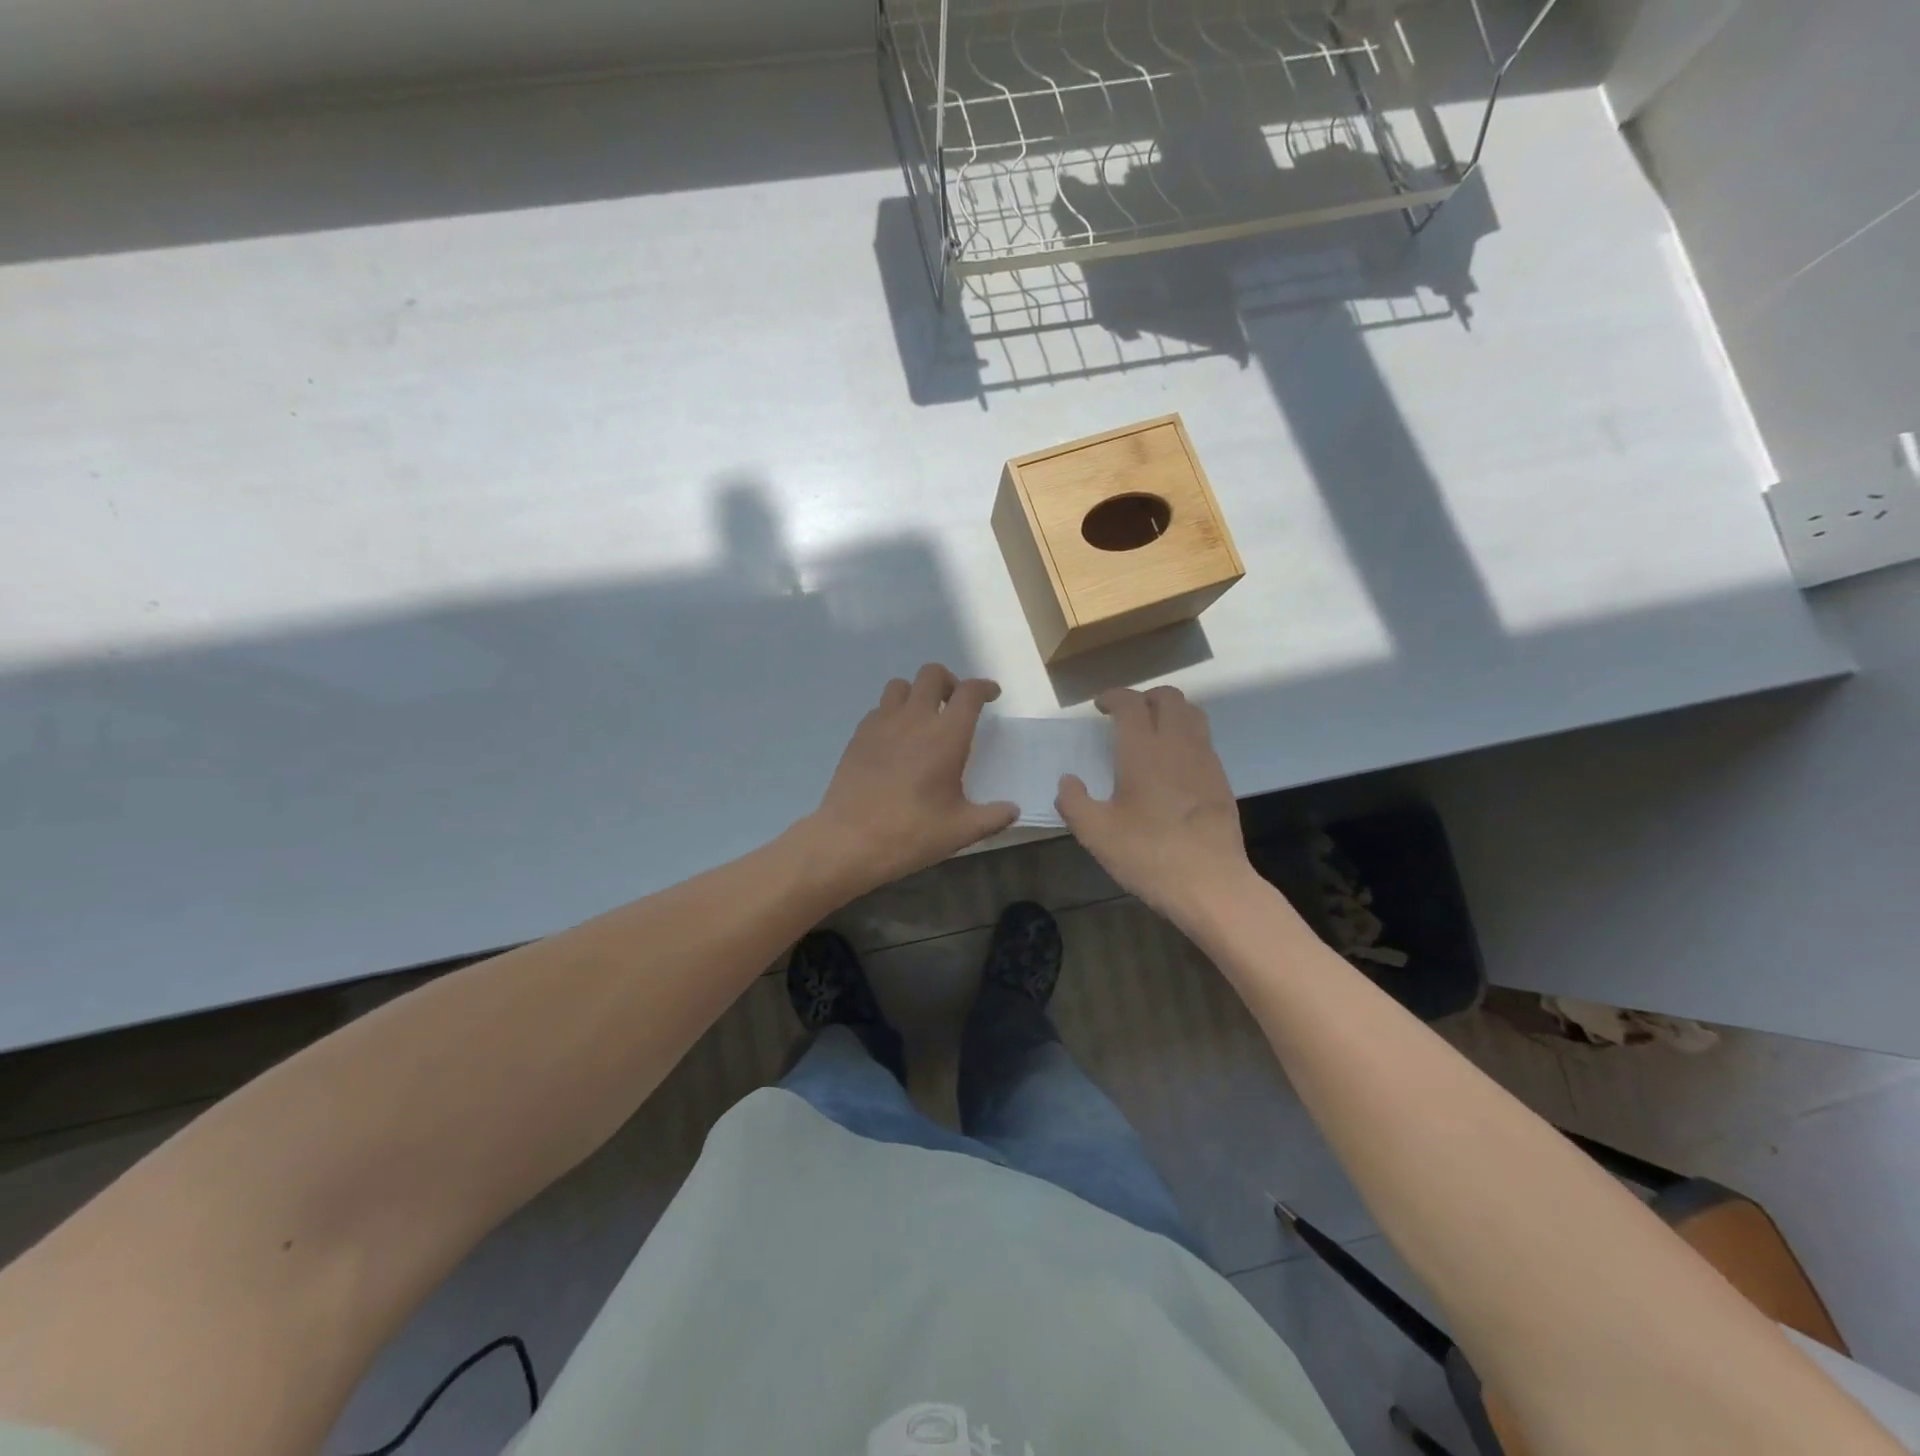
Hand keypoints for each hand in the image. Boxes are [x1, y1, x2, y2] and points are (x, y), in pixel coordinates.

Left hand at [802, 664, 1018, 895]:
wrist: (850, 841)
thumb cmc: (912, 833)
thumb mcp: (961, 830)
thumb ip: (993, 816)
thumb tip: (1012, 810)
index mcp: (947, 735)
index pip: (969, 692)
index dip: (984, 687)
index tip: (991, 695)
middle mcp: (915, 719)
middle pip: (932, 674)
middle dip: (949, 682)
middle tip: (955, 704)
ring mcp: (882, 724)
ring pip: (901, 685)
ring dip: (917, 693)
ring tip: (923, 718)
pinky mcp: (858, 736)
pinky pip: (879, 709)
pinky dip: (892, 714)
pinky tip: (895, 740)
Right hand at [1055, 686, 1253, 924]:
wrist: (1212, 885)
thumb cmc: (1148, 854)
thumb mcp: (1096, 833)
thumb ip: (1074, 801)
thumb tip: (1068, 781)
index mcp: (1144, 750)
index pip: (1131, 703)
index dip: (1114, 696)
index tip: (1100, 706)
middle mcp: (1178, 745)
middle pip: (1169, 698)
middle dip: (1145, 697)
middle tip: (1126, 715)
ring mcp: (1205, 761)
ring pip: (1192, 715)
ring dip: (1170, 713)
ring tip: (1151, 733)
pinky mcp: (1221, 781)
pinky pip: (1203, 742)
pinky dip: (1185, 738)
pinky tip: (1172, 766)